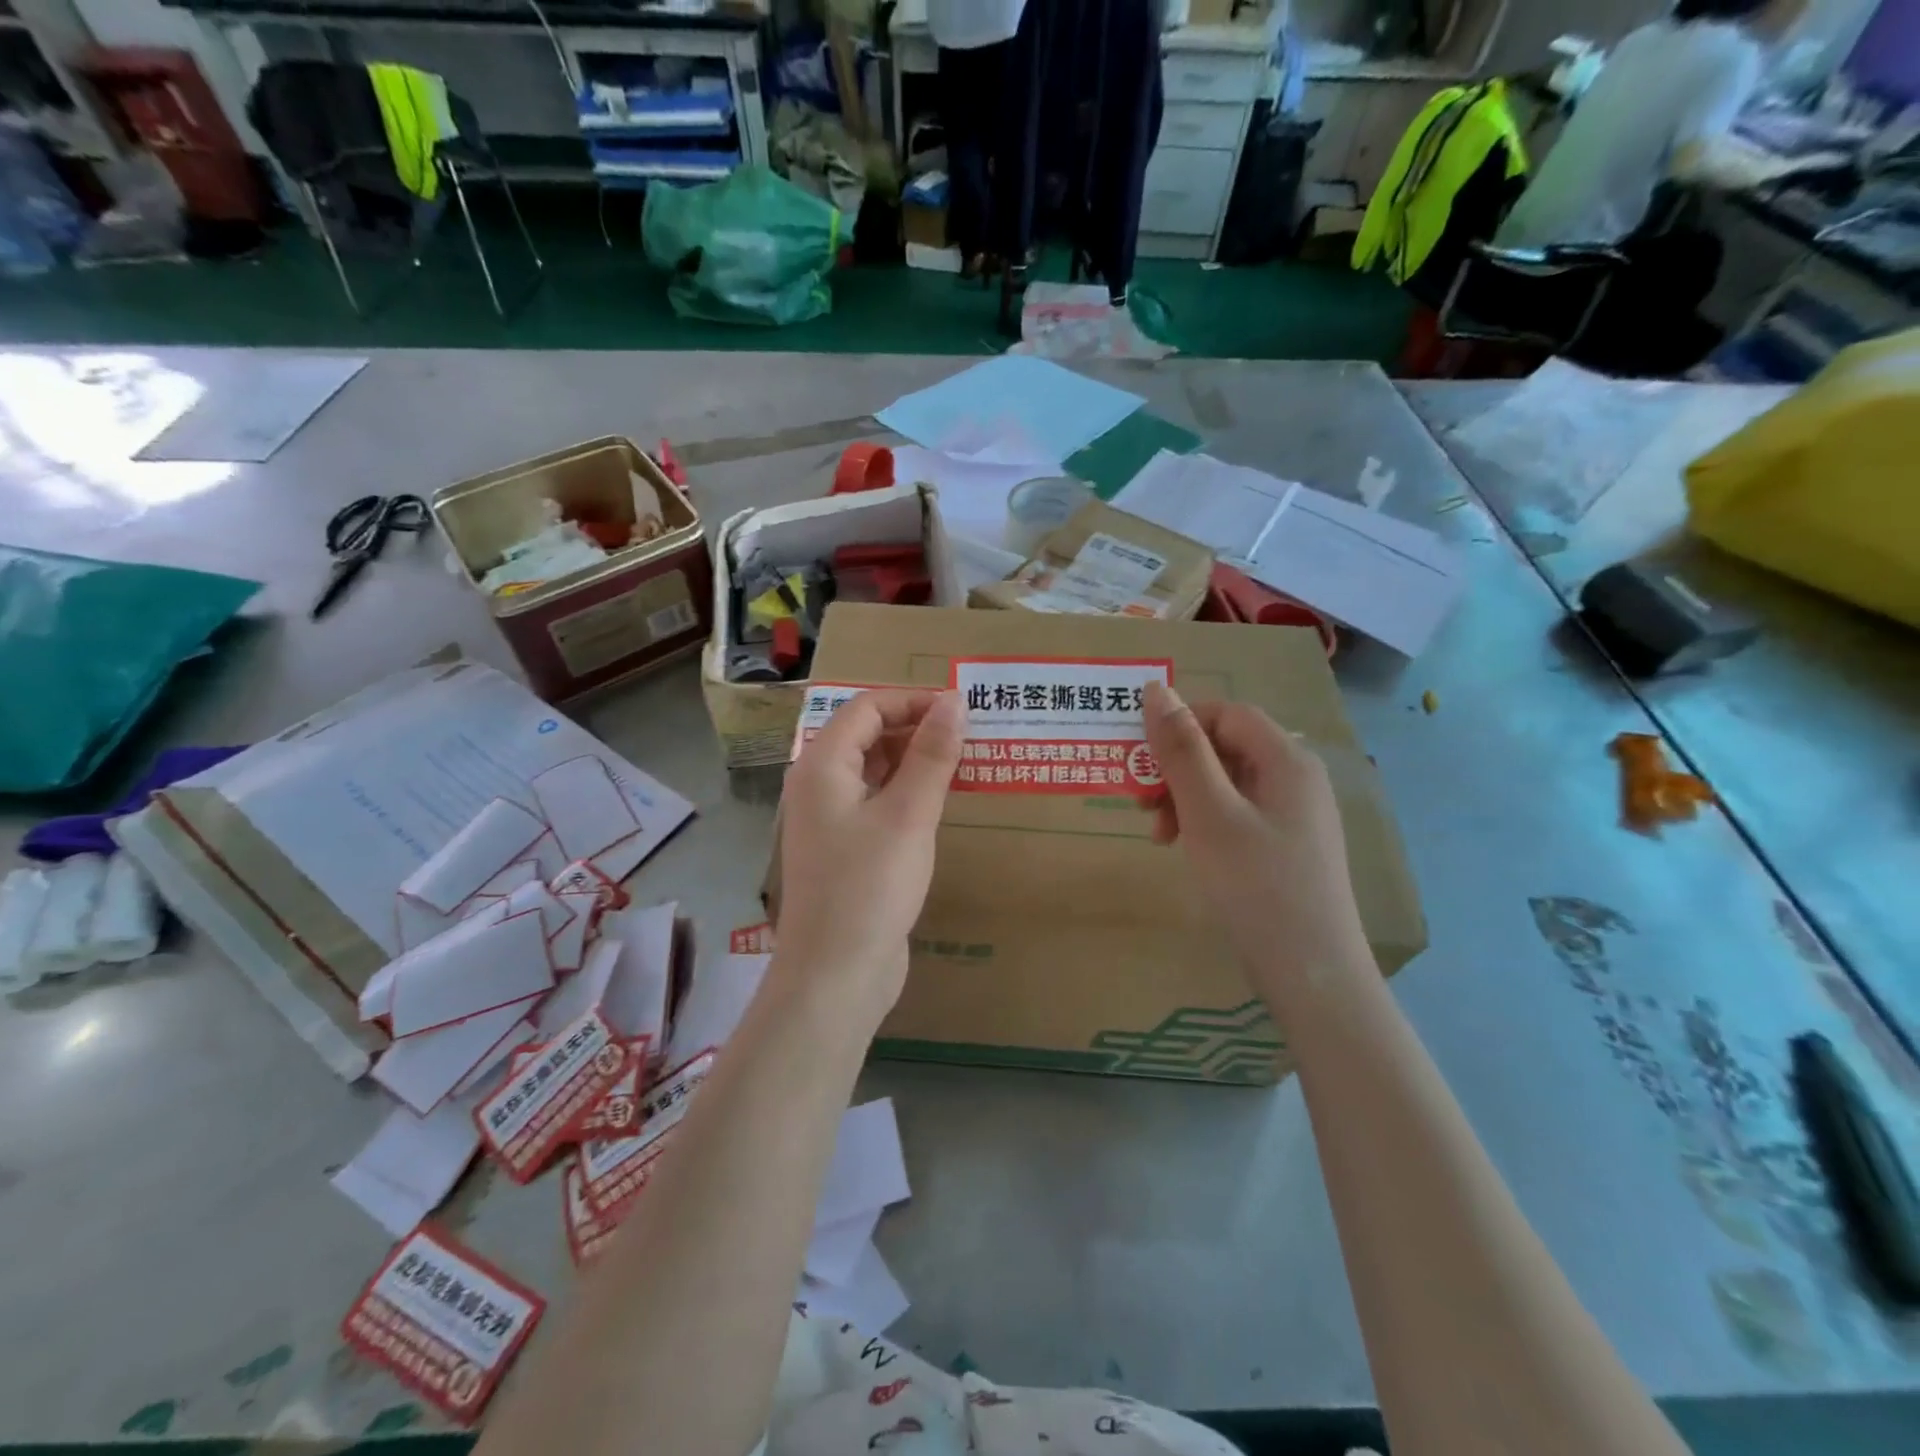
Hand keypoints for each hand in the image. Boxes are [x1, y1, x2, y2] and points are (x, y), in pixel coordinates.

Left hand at [774, 690, 964, 1018]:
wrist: (836, 974)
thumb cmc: (870, 887)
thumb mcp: (909, 814)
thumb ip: (932, 754)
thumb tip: (954, 700)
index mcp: (822, 764)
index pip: (867, 707)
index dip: (914, 700)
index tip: (963, 711)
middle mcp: (819, 784)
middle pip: (867, 734)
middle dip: (917, 729)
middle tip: (970, 737)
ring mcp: (829, 819)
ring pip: (874, 770)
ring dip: (915, 761)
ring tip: (963, 763)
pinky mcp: (845, 848)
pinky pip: (877, 802)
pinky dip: (907, 793)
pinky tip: (940, 803)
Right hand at [1143, 681, 1372, 1004]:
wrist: (1311, 972)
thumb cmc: (1255, 885)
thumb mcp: (1208, 813)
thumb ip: (1181, 749)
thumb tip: (1156, 689)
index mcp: (1286, 759)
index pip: (1226, 713)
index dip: (1180, 726)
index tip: (1141, 761)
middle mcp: (1297, 777)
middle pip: (1226, 746)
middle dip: (1177, 768)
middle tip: (1142, 805)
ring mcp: (1295, 814)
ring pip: (1227, 782)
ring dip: (1185, 797)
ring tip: (1160, 835)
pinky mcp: (1288, 845)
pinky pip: (1238, 812)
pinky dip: (1204, 821)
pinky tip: (1187, 849)